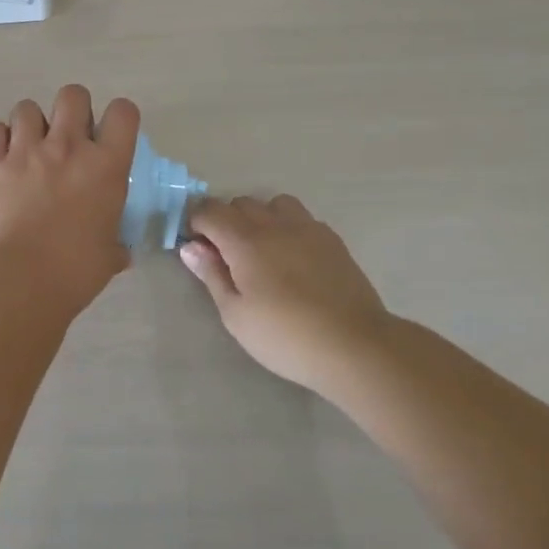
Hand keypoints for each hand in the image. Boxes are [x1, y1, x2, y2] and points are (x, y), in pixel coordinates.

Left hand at [0, 86, 140, 316]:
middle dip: (72, 110)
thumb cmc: (75, 271)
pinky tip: (1, 158)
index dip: (118, 118)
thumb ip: (116, 244)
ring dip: (31, 124)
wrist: (21, 279)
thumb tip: (120, 252)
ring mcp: (25, 151)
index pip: (123, 112)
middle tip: (67, 139)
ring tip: (29, 149)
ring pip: (27, 107)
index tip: (108, 137)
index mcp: (106, 166)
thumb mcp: (109, 256)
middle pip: (72, 94)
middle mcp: (67, 147)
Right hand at [180, 194, 392, 388]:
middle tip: (226, 255)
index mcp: (245, 240)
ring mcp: (308, 229)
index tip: (198, 249)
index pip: (209, 210)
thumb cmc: (286, 336)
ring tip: (261, 249)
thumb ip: (212, 275)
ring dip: (260, 217)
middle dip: (225, 220)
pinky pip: (302, 218)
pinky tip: (292, 258)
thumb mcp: (235, 314)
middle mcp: (275, 224)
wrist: (356, 346)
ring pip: (274, 203)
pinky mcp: (332, 240)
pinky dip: (287, 227)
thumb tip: (191, 247)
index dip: (196, 223)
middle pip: (240, 203)